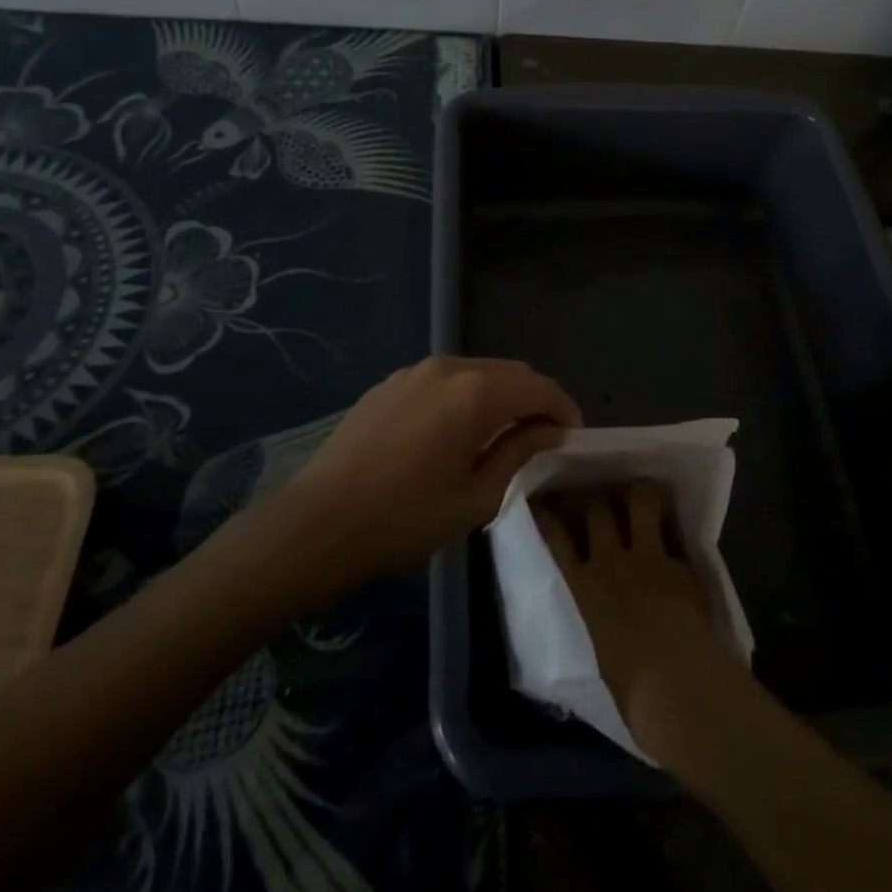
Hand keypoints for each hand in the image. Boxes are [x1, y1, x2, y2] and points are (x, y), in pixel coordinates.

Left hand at [278, 356, 580, 579]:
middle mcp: (451, 367)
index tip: (573, 436)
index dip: (564, 409)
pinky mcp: (392, 382)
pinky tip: (457, 429)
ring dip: (501, 395)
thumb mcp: (476, 497)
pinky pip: (445, 378)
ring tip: (503, 433)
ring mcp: (416, 370)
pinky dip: (467, 394)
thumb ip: (519, 453)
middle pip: (512, 372)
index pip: (539, 388)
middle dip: (535, 399)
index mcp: (478, 393)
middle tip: (543, 436)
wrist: (317, 523)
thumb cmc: (405, 519)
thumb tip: (549, 430)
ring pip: (478, 371)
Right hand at [535, 483, 752, 775]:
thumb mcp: (599, 657)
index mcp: (582, 589)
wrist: (680, 687)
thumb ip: (596, 626)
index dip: (546, 515)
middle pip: (595, 507)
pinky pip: (674, 527)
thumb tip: (599, 625)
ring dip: (638, 493)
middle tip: (599, 494)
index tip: (541, 500)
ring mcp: (648, 555)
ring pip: (639, 500)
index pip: (554, 539)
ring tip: (640, 493)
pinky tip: (674, 517)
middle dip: (596, 497)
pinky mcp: (681, 561)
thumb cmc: (632, 694)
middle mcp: (610, 561)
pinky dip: (673, 521)